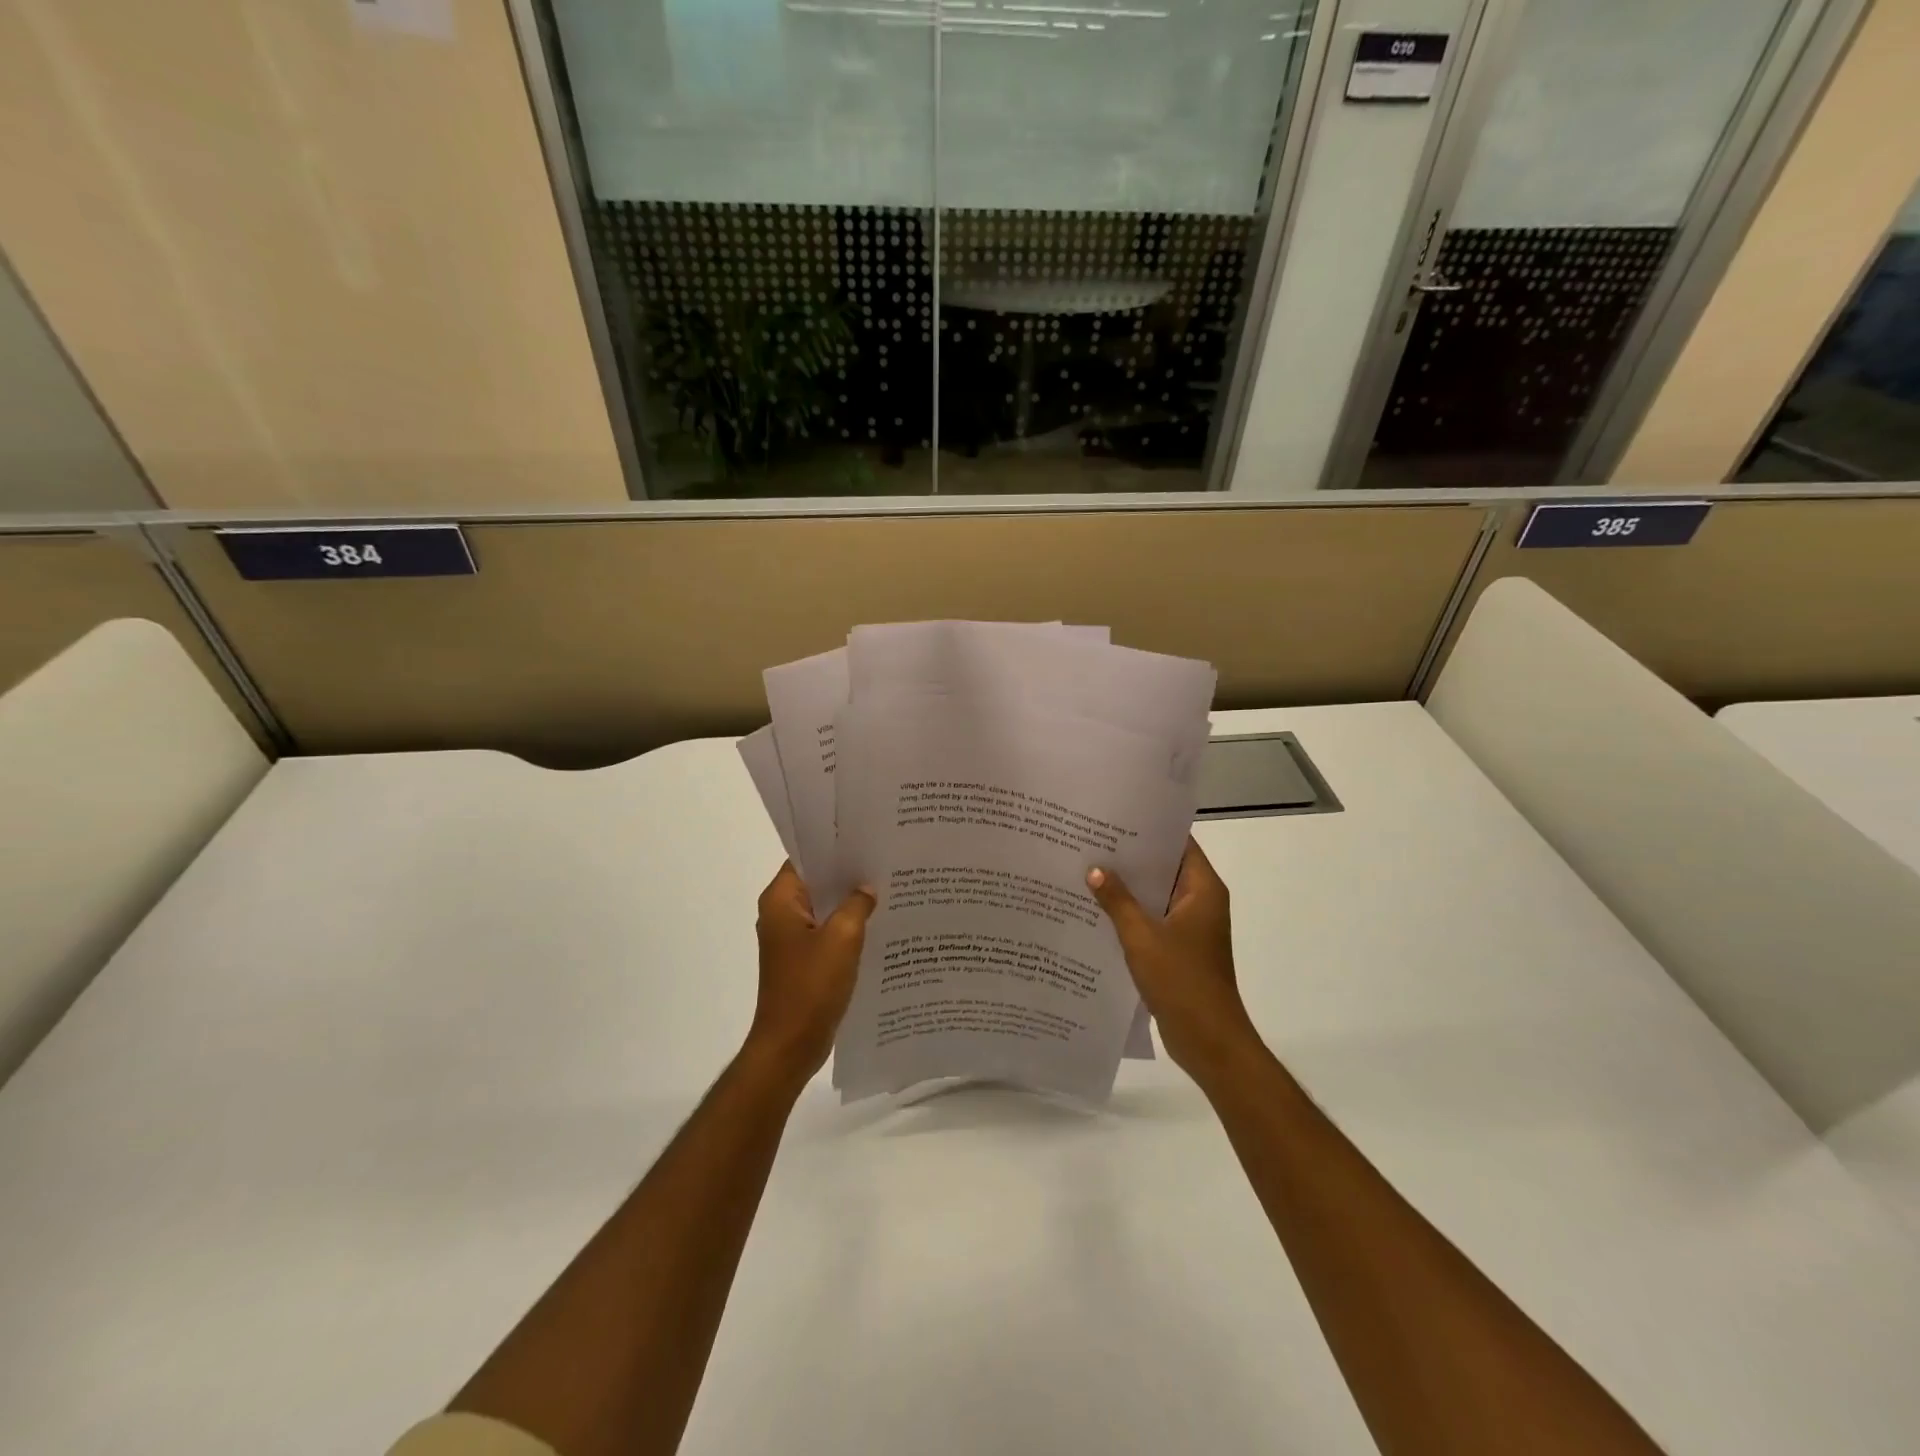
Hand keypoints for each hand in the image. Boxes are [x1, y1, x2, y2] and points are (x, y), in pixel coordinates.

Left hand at [746, 863, 875, 1085]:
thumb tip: (867, 887)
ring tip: (890, 887)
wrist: (790, 1046)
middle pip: (818, 881)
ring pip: (826, 908)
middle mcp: (781, 913)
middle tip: (887, 860)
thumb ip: (857, 904)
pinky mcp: (804, 959)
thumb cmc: (811, 987)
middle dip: (849, 873)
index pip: (807, 857)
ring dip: (852, 902)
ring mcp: (792, 938)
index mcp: (781, 900)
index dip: (836, 846)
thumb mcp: (842, 938)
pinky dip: (850, 926)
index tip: (868, 837)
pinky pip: (829, 932)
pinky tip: (880, 923)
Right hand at [1088, 838, 1257, 1078]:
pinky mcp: (1179, 950)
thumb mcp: (1142, 937)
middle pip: (1164, 869)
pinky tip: (1097, 912)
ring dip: (1127, 889)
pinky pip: (1152, 921)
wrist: (1209, 1040)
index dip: (1148, 830)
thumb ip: (1117, 901)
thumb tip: (1094, 869)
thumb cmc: (1182, 981)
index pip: (1178, 844)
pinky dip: (1130, 915)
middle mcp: (1200, 902)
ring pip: (1155, 897)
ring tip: (1087, 871)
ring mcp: (1190, 928)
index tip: (1114, 818)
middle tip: (1091, 842)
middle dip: (1130, 859)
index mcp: (1202, 890)